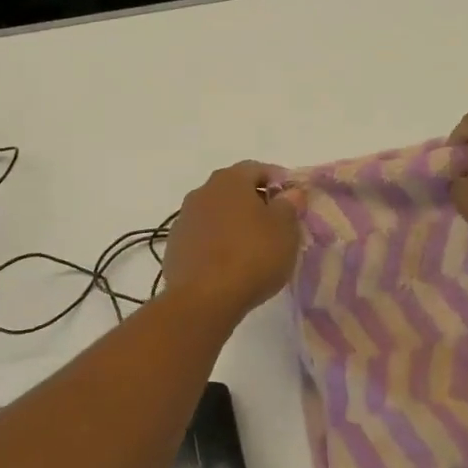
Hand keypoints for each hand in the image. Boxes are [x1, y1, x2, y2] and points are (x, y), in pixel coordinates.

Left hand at [162, 162, 301, 322]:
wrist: (204, 299)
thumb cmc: (252, 256)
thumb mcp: (285, 229)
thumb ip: (290, 205)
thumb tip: (290, 192)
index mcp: (230, 180)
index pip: (257, 168)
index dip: (278, 181)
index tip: (293, 200)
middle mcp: (202, 192)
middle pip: (234, 189)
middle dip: (255, 202)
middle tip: (276, 224)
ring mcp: (184, 219)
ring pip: (217, 213)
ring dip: (234, 223)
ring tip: (253, 247)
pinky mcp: (174, 247)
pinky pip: (203, 236)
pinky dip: (218, 242)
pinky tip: (230, 264)